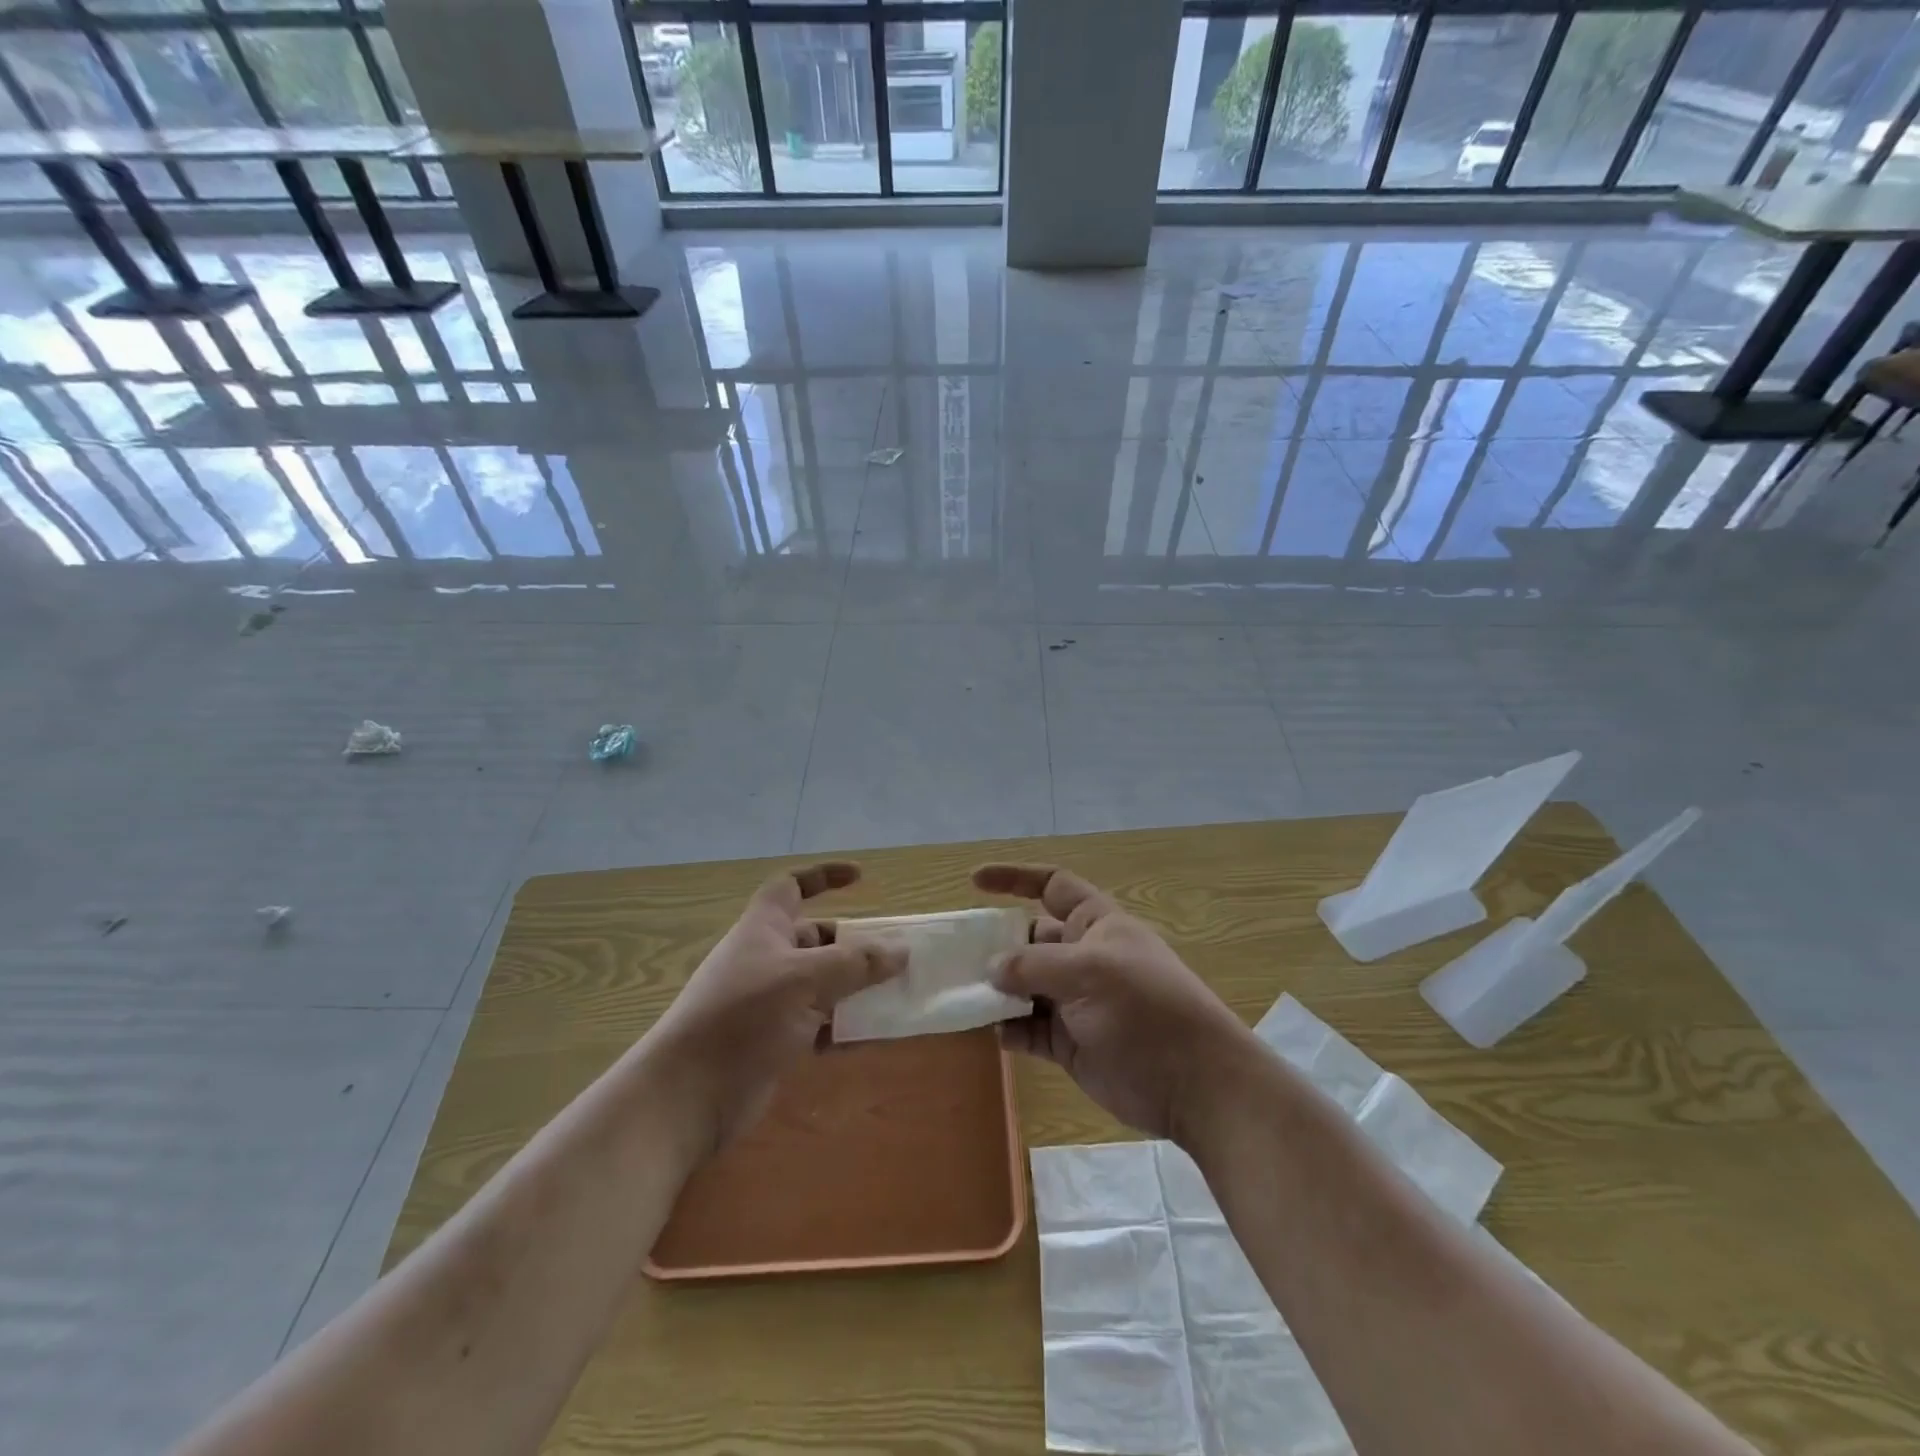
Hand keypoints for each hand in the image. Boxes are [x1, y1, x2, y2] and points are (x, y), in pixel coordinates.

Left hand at [647, 862, 903, 1157]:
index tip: (861, 878)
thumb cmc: (745, 1017)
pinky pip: (817, 1022)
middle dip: (854, 946)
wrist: (688, 1095)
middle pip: (817, 939)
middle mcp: (766, 958)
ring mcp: (768, 1001)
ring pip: (822, 984)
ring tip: (896, 997)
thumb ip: (856, 964)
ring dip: (855, 989)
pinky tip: (872, 1037)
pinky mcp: (773, 1039)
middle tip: (895, 957)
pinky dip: (843, 1026)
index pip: (793, 885)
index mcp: (765, 928)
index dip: (824, 876)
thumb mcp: (806, 980)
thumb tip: (901, 951)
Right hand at [974, 863, 1257, 1140]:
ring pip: (1023, 986)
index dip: (1015, 878)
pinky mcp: (1068, 1043)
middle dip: (995, 943)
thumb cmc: (1145, 1009)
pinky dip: (1005, 1028)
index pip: (1052, 885)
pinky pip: (1027, 1028)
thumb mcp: (1090, 972)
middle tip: (952, 954)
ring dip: (994, 989)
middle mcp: (1082, 957)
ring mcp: (1074, 1001)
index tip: (974, 881)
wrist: (1194, 1084)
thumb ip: (1035, 965)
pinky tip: (984, 1031)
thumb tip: (992, 967)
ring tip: (958, 994)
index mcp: (1095, 924)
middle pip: (1029, 939)